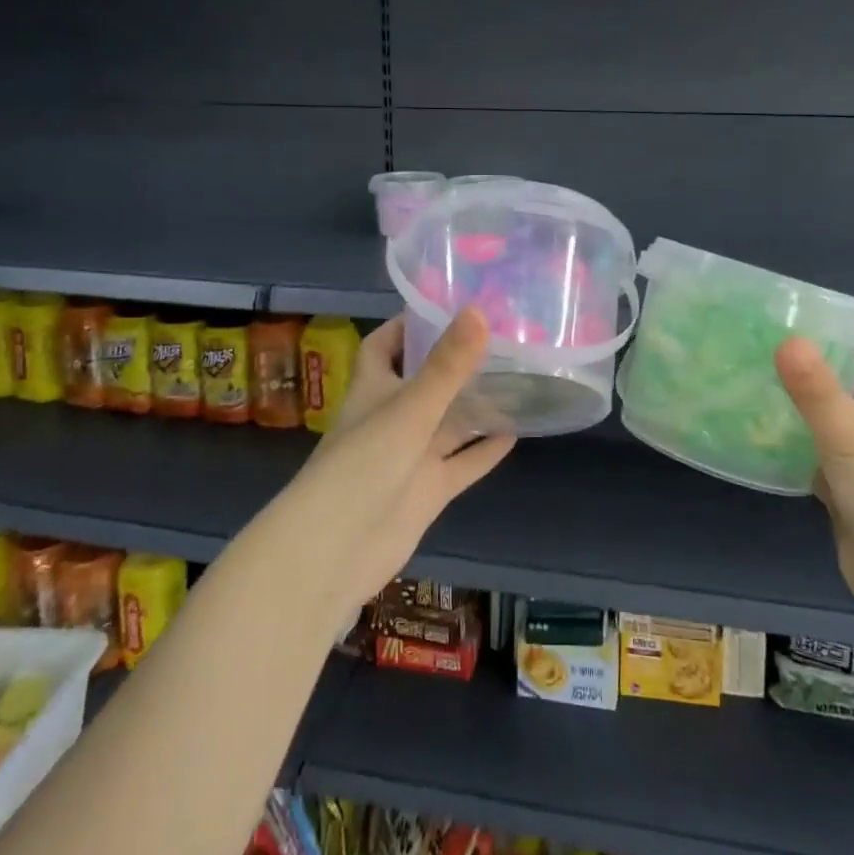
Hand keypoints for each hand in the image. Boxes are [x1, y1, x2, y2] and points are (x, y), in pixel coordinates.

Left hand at [287, 310, 514, 617]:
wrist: (336, 550)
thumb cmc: (364, 464)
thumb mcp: (410, 408)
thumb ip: (447, 365)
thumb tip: (479, 311)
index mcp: (374, 388)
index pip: (385, 344)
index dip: (408, 324)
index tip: (446, 304)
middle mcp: (392, 417)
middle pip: (425, 381)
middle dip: (455, 361)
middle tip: (500, 337)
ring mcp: (411, 456)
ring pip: (448, 422)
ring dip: (476, 404)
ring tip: (517, 377)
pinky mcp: (428, 490)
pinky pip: (462, 463)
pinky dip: (484, 450)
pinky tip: (515, 432)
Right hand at [775, 341, 853, 615]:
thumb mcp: (847, 430)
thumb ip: (813, 386)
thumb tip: (785, 339)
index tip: (808, 314)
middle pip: (853, 380)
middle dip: (816, 362)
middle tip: (766, 342)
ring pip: (832, 418)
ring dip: (802, 403)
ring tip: (754, 378)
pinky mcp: (850, 488)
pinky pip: (818, 454)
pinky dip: (795, 443)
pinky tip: (759, 432)